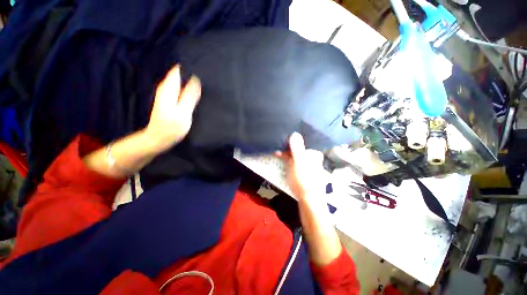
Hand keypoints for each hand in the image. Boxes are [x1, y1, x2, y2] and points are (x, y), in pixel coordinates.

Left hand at [146, 65, 200, 151]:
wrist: (159, 138)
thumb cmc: (171, 127)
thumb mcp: (183, 112)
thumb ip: (189, 96)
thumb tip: (196, 80)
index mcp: (169, 88)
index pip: (178, 70)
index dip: (190, 67)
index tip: (204, 66)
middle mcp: (166, 88)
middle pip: (180, 74)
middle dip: (192, 73)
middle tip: (208, 75)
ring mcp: (168, 94)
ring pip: (181, 81)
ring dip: (191, 81)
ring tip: (206, 82)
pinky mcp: (170, 100)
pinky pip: (181, 89)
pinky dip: (189, 88)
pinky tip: (198, 91)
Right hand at [279, 133, 327, 204]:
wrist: (310, 200)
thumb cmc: (303, 179)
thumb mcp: (298, 161)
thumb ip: (296, 147)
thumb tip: (294, 133)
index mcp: (313, 154)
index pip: (299, 145)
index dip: (287, 146)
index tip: (278, 150)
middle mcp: (314, 159)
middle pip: (298, 152)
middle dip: (286, 153)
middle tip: (276, 154)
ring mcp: (311, 167)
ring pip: (296, 159)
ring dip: (287, 159)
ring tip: (279, 160)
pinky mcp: (307, 174)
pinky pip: (297, 165)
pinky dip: (291, 165)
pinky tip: (287, 168)